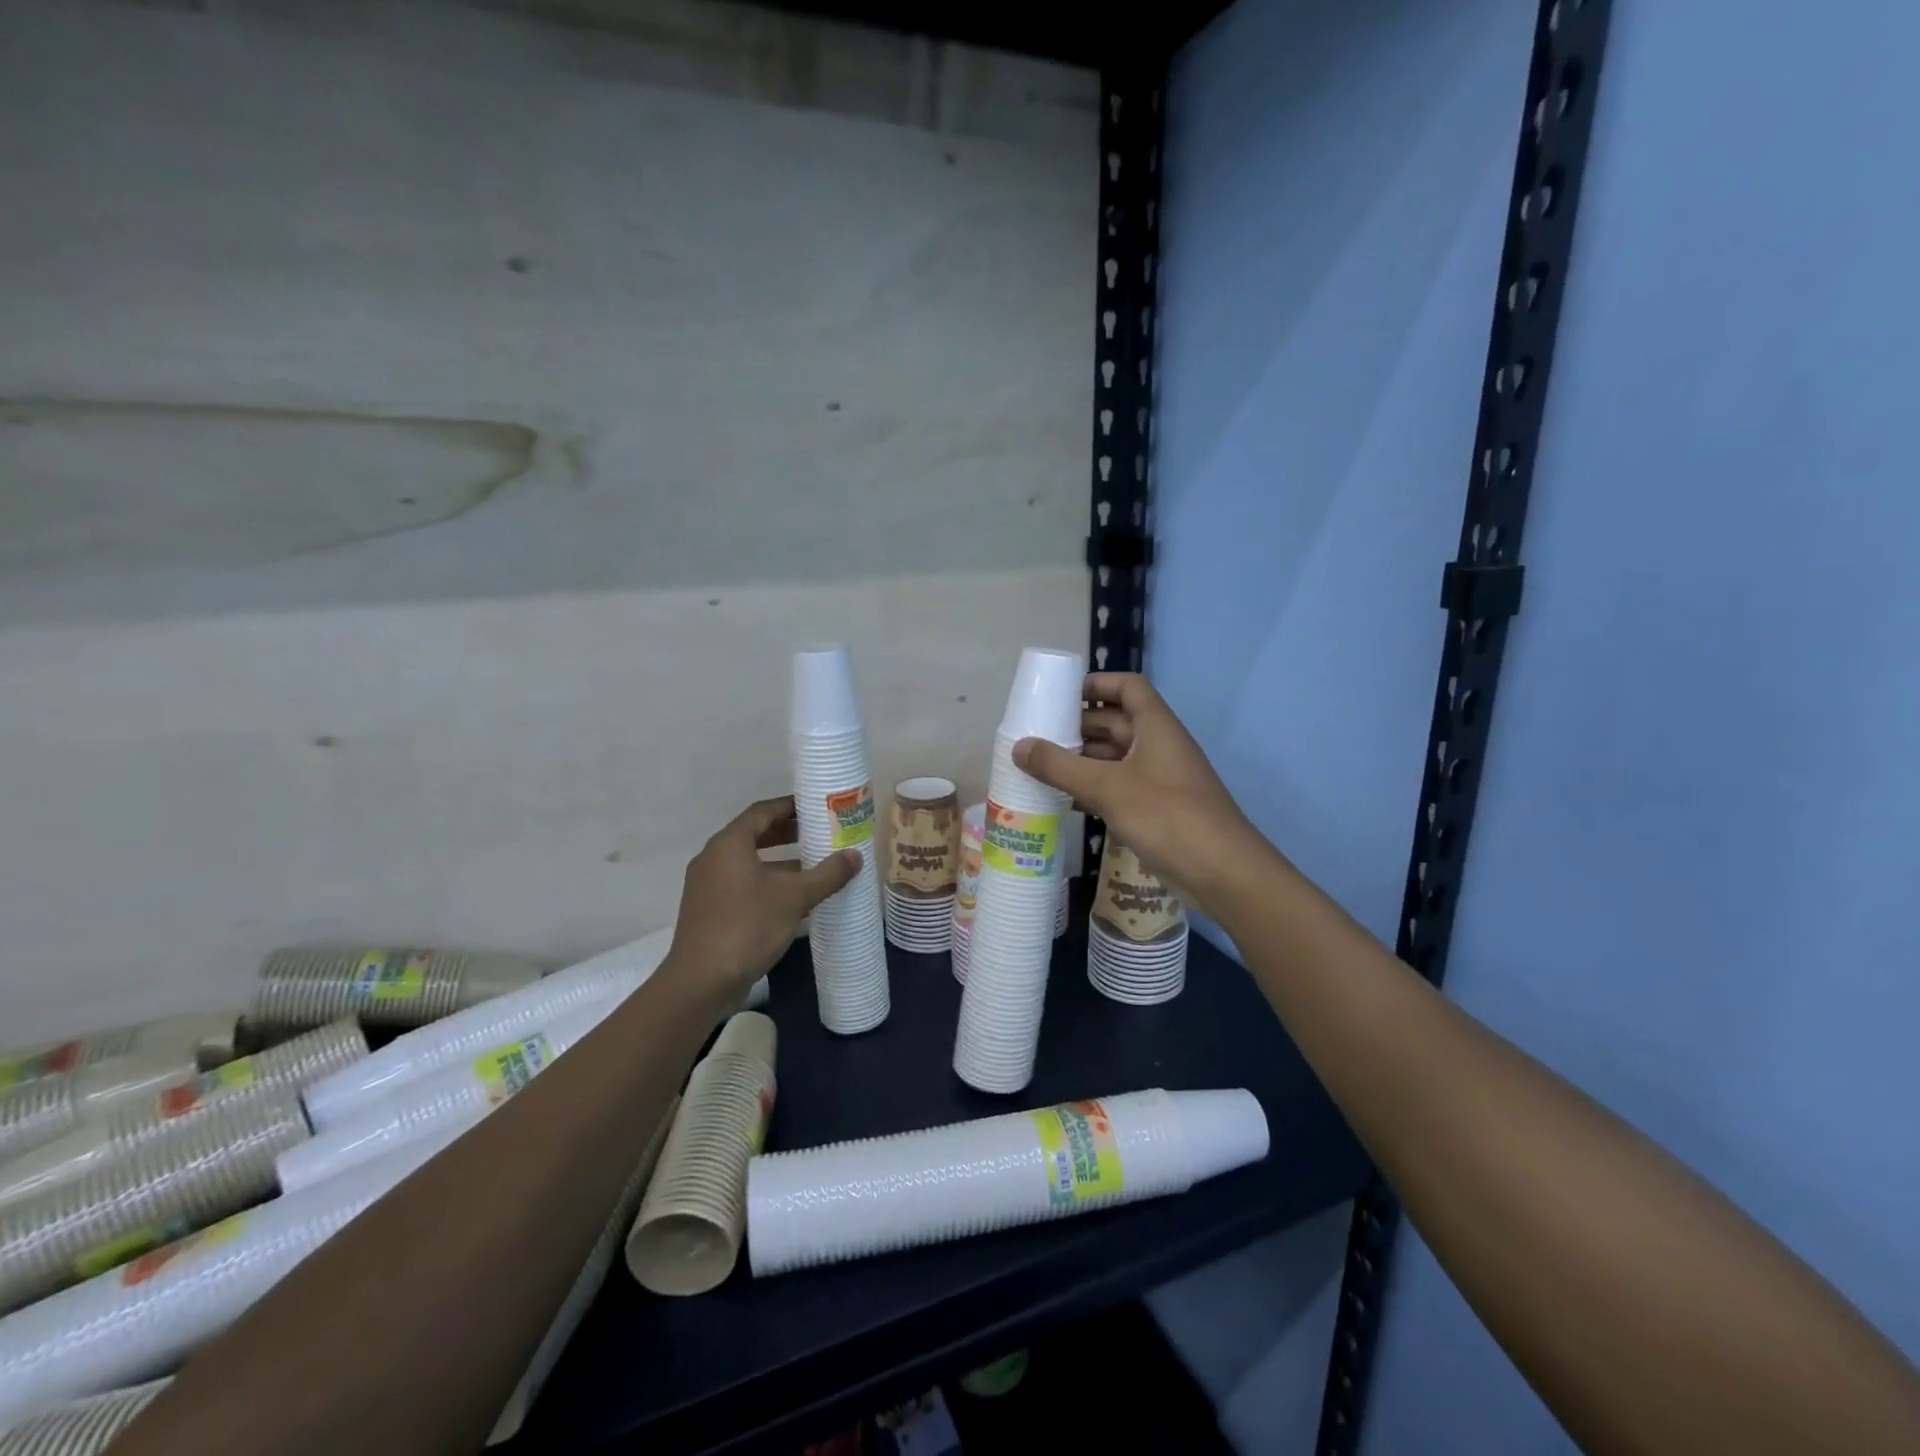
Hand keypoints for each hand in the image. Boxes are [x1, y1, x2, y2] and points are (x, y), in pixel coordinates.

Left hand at [664, 797, 860, 1001]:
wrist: (701, 981)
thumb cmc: (748, 926)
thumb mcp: (795, 897)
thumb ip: (827, 874)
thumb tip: (855, 856)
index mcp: (729, 844)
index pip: (762, 811)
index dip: (790, 806)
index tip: (816, 807)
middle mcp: (713, 858)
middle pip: (754, 835)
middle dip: (787, 833)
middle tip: (819, 833)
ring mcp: (707, 885)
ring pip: (748, 862)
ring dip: (780, 861)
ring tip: (813, 866)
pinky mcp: (708, 910)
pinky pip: (742, 884)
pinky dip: (767, 882)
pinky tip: (793, 900)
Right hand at [1013, 673, 1265, 907]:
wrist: (1222, 872)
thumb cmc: (1167, 816)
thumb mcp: (1107, 787)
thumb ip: (1060, 766)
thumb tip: (1018, 747)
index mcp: (1156, 726)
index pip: (1128, 687)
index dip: (1097, 684)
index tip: (1061, 695)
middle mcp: (1159, 746)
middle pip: (1117, 722)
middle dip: (1080, 726)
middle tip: (1039, 735)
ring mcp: (1160, 779)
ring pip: (1116, 757)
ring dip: (1084, 759)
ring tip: (1042, 767)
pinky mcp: (1158, 809)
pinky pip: (1120, 786)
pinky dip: (1094, 788)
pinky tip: (1066, 800)